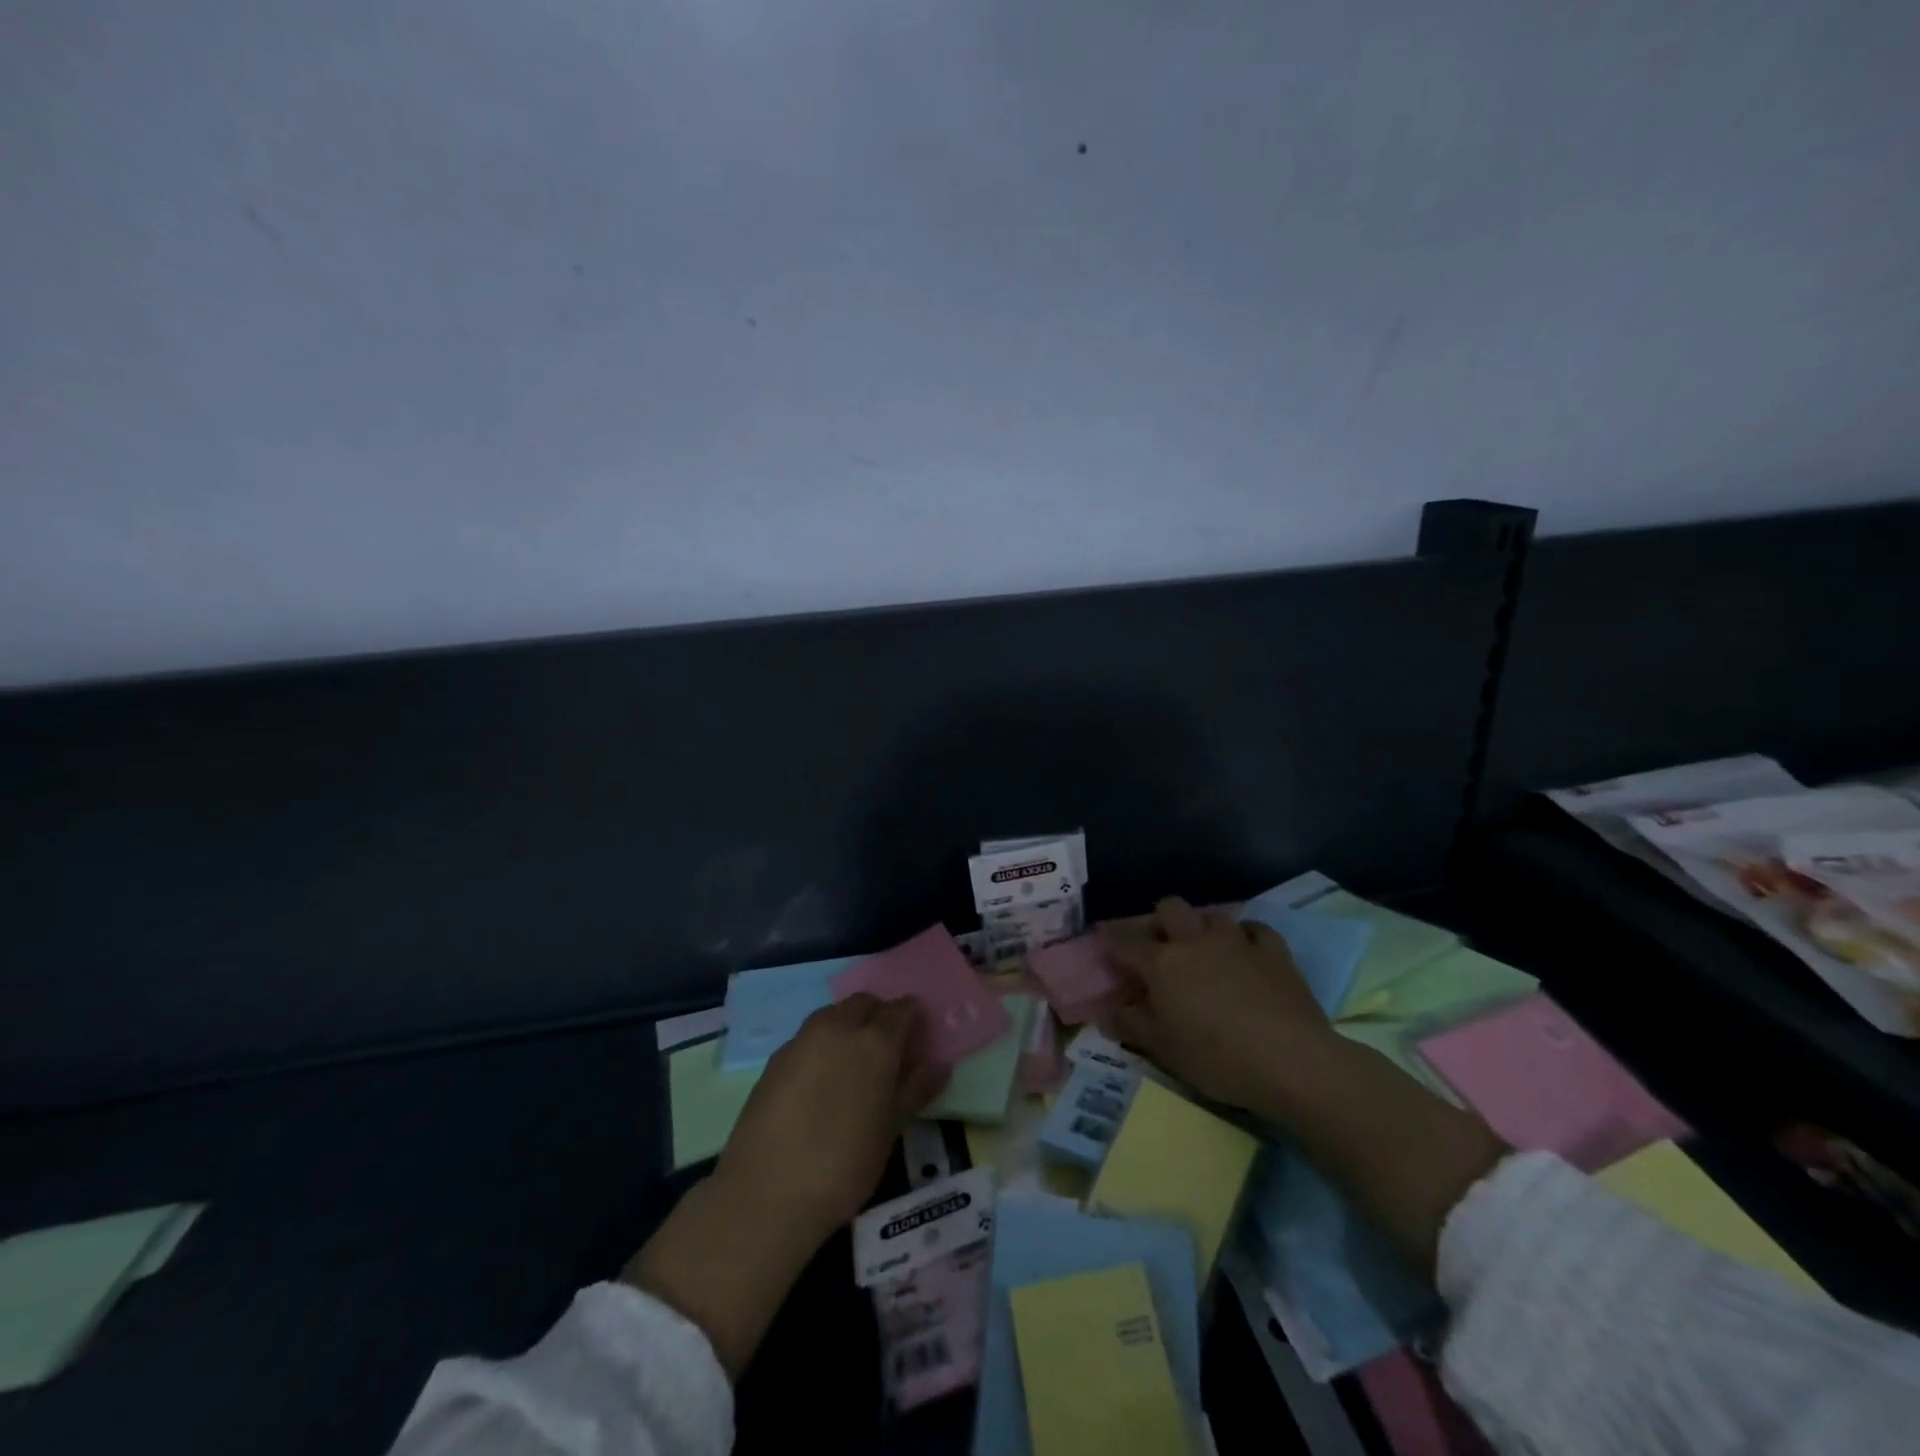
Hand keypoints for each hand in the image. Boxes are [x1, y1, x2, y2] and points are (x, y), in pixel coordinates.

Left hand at [625, 994, 946, 1377]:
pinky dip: (823, 1044)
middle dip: (879, 1015)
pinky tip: (821, 1079)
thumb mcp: (890, 1130)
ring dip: (849, 1025)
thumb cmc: (844, 1165)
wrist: (766, 1194)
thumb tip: (940, 1065)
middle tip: (887, 1048)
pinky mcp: (775, 1058)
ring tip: (853, 1063)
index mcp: (874, 1041)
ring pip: (833, 1015)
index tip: (917, 1035)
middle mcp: (838, 1027)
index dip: (912, 1017)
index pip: (901, 1009)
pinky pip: (809, 1037)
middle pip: (864, 1003)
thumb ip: (916, 1090)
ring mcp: (802, 1039)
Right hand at [1100, 896, 1333, 1111]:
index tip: (1102, 937)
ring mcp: (1237, 941)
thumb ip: (1131, 1026)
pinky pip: (1255, 929)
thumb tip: (1105, 1013)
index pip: (1126, 941)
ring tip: (1203, 946)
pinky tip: (1247, 950)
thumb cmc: (1216, 1057)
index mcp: (1162, 963)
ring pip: (1212, 914)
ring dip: (1202, 925)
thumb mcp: (1164, 1050)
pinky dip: (1246, 936)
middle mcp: (1195, 941)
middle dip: (1160, 919)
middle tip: (1159, 943)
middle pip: (1170, 908)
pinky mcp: (1274, 951)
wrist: (1290, 1060)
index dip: (1110, 937)